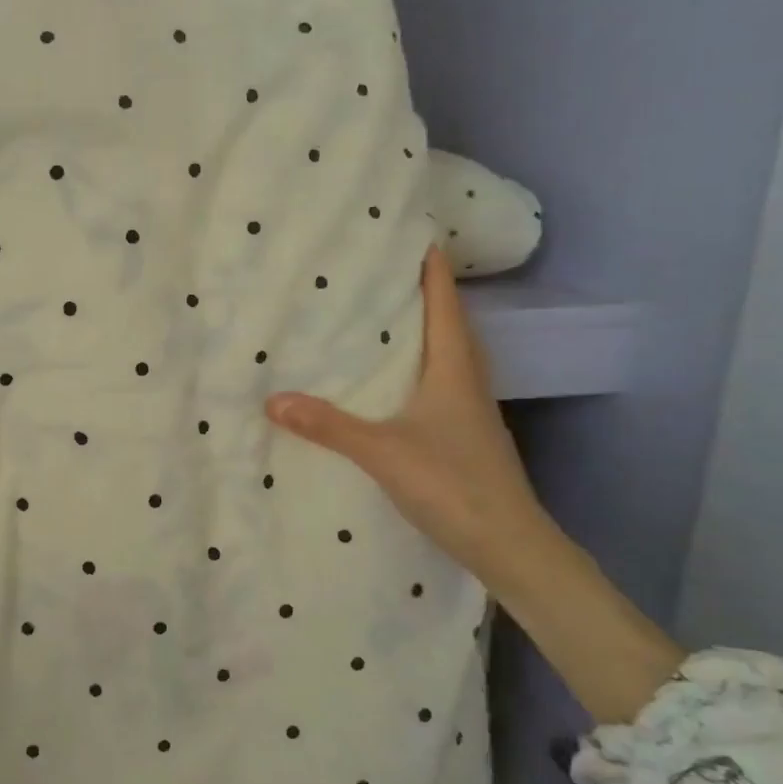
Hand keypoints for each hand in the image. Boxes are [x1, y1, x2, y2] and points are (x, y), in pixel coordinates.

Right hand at [265, 246, 556, 586]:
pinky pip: (443, 385)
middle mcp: (467, 383)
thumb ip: (329, 426)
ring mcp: (470, 412)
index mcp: (453, 372)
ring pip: (449, 356)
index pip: (445, 308)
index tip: (420, 238)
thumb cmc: (453, 485)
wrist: (509, 545)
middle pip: (451, 326)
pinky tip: (398, 381)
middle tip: (392, 273)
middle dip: (427, 296)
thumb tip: (273, 399)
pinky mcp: (466, 436)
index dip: (434, 272)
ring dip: (427, 332)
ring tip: (390, 318)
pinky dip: (423, 368)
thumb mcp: (382, 452)